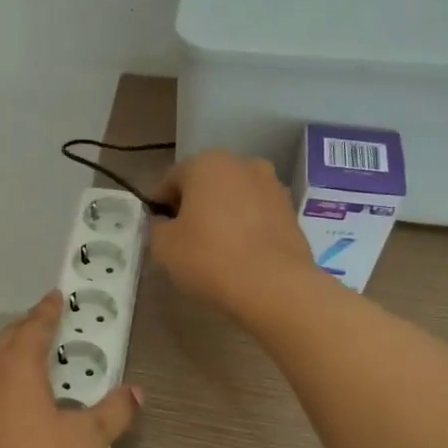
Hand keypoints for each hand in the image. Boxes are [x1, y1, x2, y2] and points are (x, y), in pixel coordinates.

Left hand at [0, 290, 140, 447]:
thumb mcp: (87, 440)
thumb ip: (114, 412)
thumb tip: (136, 392)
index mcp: (17, 365)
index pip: (36, 325)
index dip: (50, 310)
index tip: (58, 296)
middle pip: (10, 336)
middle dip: (31, 326)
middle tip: (52, 323)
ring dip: (15, 350)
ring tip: (37, 357)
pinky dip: (5, 375)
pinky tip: (18, 396)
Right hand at [149, 150, 314, 316]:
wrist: (274, 285)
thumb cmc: (209, 257)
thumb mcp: (163, 245)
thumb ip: (156, 227)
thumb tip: (164, 223)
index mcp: (206, 163)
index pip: (170, 181)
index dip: (159, 206)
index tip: (156, 231)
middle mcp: (242, 164)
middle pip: (205, 184)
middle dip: (193, 207)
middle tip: (183, 240)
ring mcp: (272, 185)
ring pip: (234, 198)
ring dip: (221, 215)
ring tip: (215, 249)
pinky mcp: (291, 211)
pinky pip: (256, 215)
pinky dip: (245, 227)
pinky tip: (240, 254)